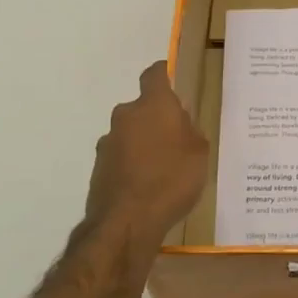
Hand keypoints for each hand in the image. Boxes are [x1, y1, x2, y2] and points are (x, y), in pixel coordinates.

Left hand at [85, 61, 209, 269]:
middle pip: (142, 108)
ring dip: (142, 144)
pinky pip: (121, 158)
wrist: (126, 223)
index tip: (171, 79)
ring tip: (161, 170)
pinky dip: (131, 166)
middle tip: (176, 139)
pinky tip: (146, 188)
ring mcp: (108, 143)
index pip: (154, 75)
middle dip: (156, 119)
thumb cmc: (172, 179)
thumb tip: (179, 120)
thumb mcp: (199, 152)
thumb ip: (189, 130)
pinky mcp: (98, 168)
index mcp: (153, 105)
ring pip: (130, 134)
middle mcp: (126, 116)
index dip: (163, 74)